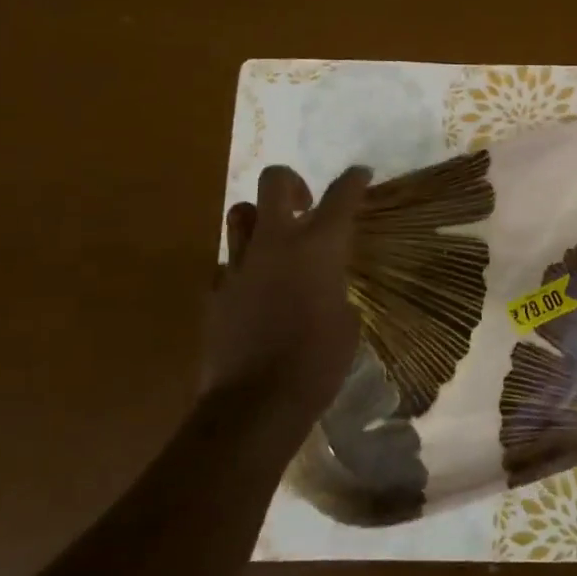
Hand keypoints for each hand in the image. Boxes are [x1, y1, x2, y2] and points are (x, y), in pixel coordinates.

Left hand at [200, 165, 368, 424]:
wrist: (258, 401)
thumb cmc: (319, 361)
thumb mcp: (347, 321)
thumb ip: (335, 288)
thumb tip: (326, 286)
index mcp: (318, 248)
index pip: (340, 197)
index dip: (353, 180)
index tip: (360, 174)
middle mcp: (276, 243)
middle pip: (274, 183)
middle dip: (292, 183)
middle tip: (304, 203)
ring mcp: (240, 265)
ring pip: (239, 214)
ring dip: (259, 218)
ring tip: (273, 239)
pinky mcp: (216, 291)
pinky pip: (228, 263)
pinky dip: (244, 267)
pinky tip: (255, 289)